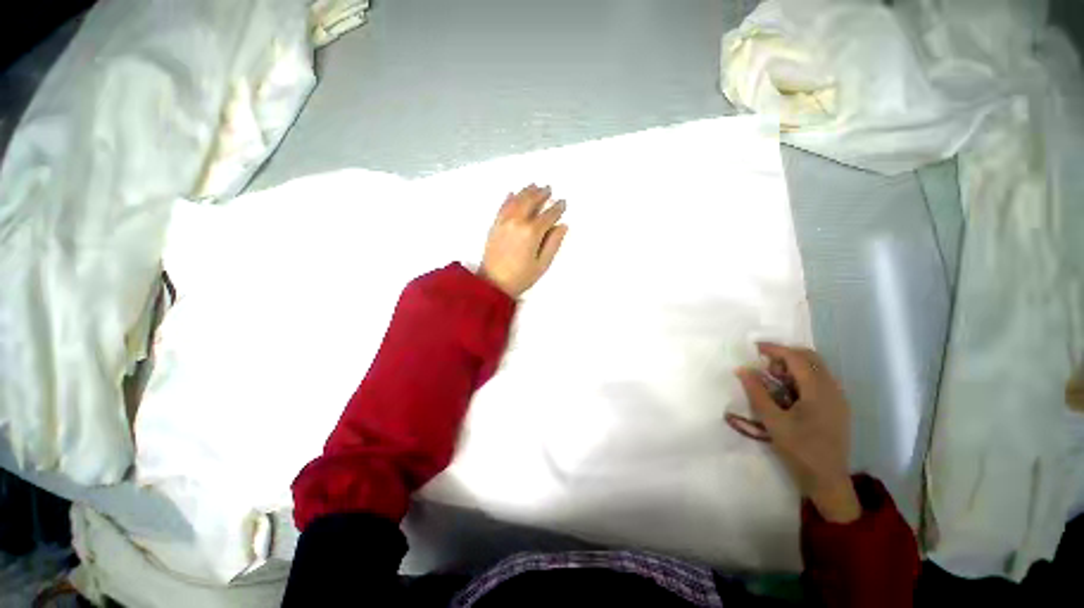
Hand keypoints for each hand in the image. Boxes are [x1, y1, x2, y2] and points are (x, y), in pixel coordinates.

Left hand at [480, 184, 567, 297]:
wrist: (493, 283)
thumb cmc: (521, 276)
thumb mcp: (542, 264)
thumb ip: (553, 243)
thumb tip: (562, 226)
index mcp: (532, 232)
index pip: (548, 215)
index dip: (557, 208)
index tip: (563, 202)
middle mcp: (518, 222)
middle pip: (531, 201)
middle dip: (542, 194)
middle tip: (548, 189)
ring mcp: (504, 221)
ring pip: (517, 200)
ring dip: (527, 191)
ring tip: (534, 186)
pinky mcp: (495, 224)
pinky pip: (503, 206)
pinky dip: (509, 198)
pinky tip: (513, 193)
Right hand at [736, 343, 860, 522]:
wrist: (828, 480)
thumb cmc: (799, 450)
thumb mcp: (773, 421)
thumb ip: (756, 393)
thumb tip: (742, 369)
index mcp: (818, 391)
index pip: (797, 357)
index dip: (775, 349)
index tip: (754, 348)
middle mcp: (833, 389)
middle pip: (810, 358)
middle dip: (785, 356)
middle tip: (764, 366)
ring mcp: (838, 398)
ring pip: (817, 368)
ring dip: (794, 366)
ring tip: (773, 379)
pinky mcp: (838, 407)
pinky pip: (820, 380)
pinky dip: (802, 377)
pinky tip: (788, 392)